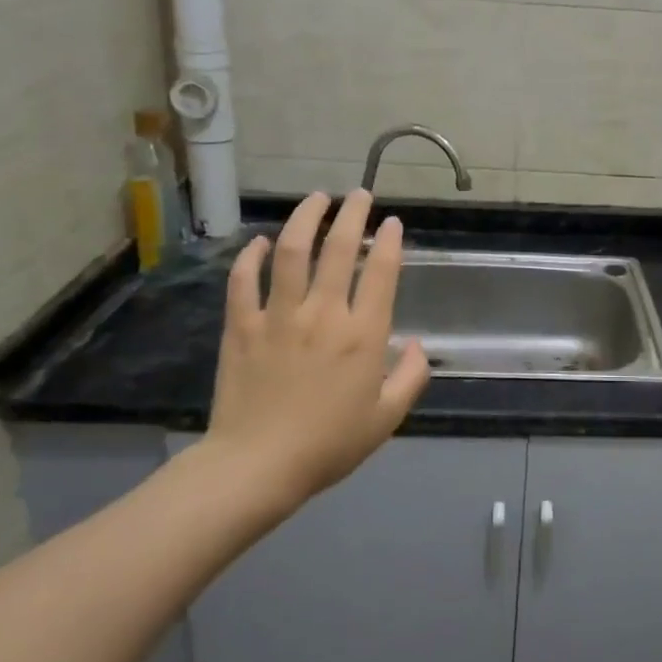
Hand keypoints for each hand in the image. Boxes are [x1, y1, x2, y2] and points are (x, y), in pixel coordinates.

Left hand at [202, 191, 428, 506]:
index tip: (391, 222)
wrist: (257, 466)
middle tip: (359, 194)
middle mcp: (323, 314)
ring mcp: (278, 316)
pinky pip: (244, 281)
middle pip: (338, 249)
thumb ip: (411, 378)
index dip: (388, 241)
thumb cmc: (329, 445)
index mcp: (362, 335)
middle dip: (351, 214)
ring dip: (305, 218)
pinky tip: (261, 242)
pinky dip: (252, 257)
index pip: (380, 272)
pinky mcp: (241, 326)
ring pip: (292, 252)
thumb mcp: (386, 418)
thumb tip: (419, 345)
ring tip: (316, 198)